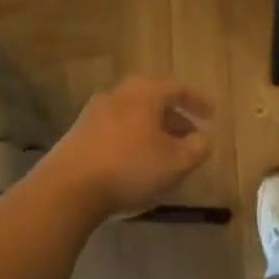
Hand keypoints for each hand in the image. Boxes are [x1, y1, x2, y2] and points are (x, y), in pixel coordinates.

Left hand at [35, 77, 212, 217]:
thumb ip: (197, 148)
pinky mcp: (78, 134)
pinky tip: (135, 162)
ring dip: (152, 130)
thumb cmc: (130, 168)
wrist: (67, 189)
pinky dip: (131, 140)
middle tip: (189, 135)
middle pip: (153, 100)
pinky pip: (115, 129)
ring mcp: (94, 112)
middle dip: (174, 118)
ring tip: (164, 152)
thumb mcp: (176, 162)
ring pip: (133, 115)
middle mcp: (119, 94)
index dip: (198, 102)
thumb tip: (204, 138)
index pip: (178, 89)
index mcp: (145, 92)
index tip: (212, 116)